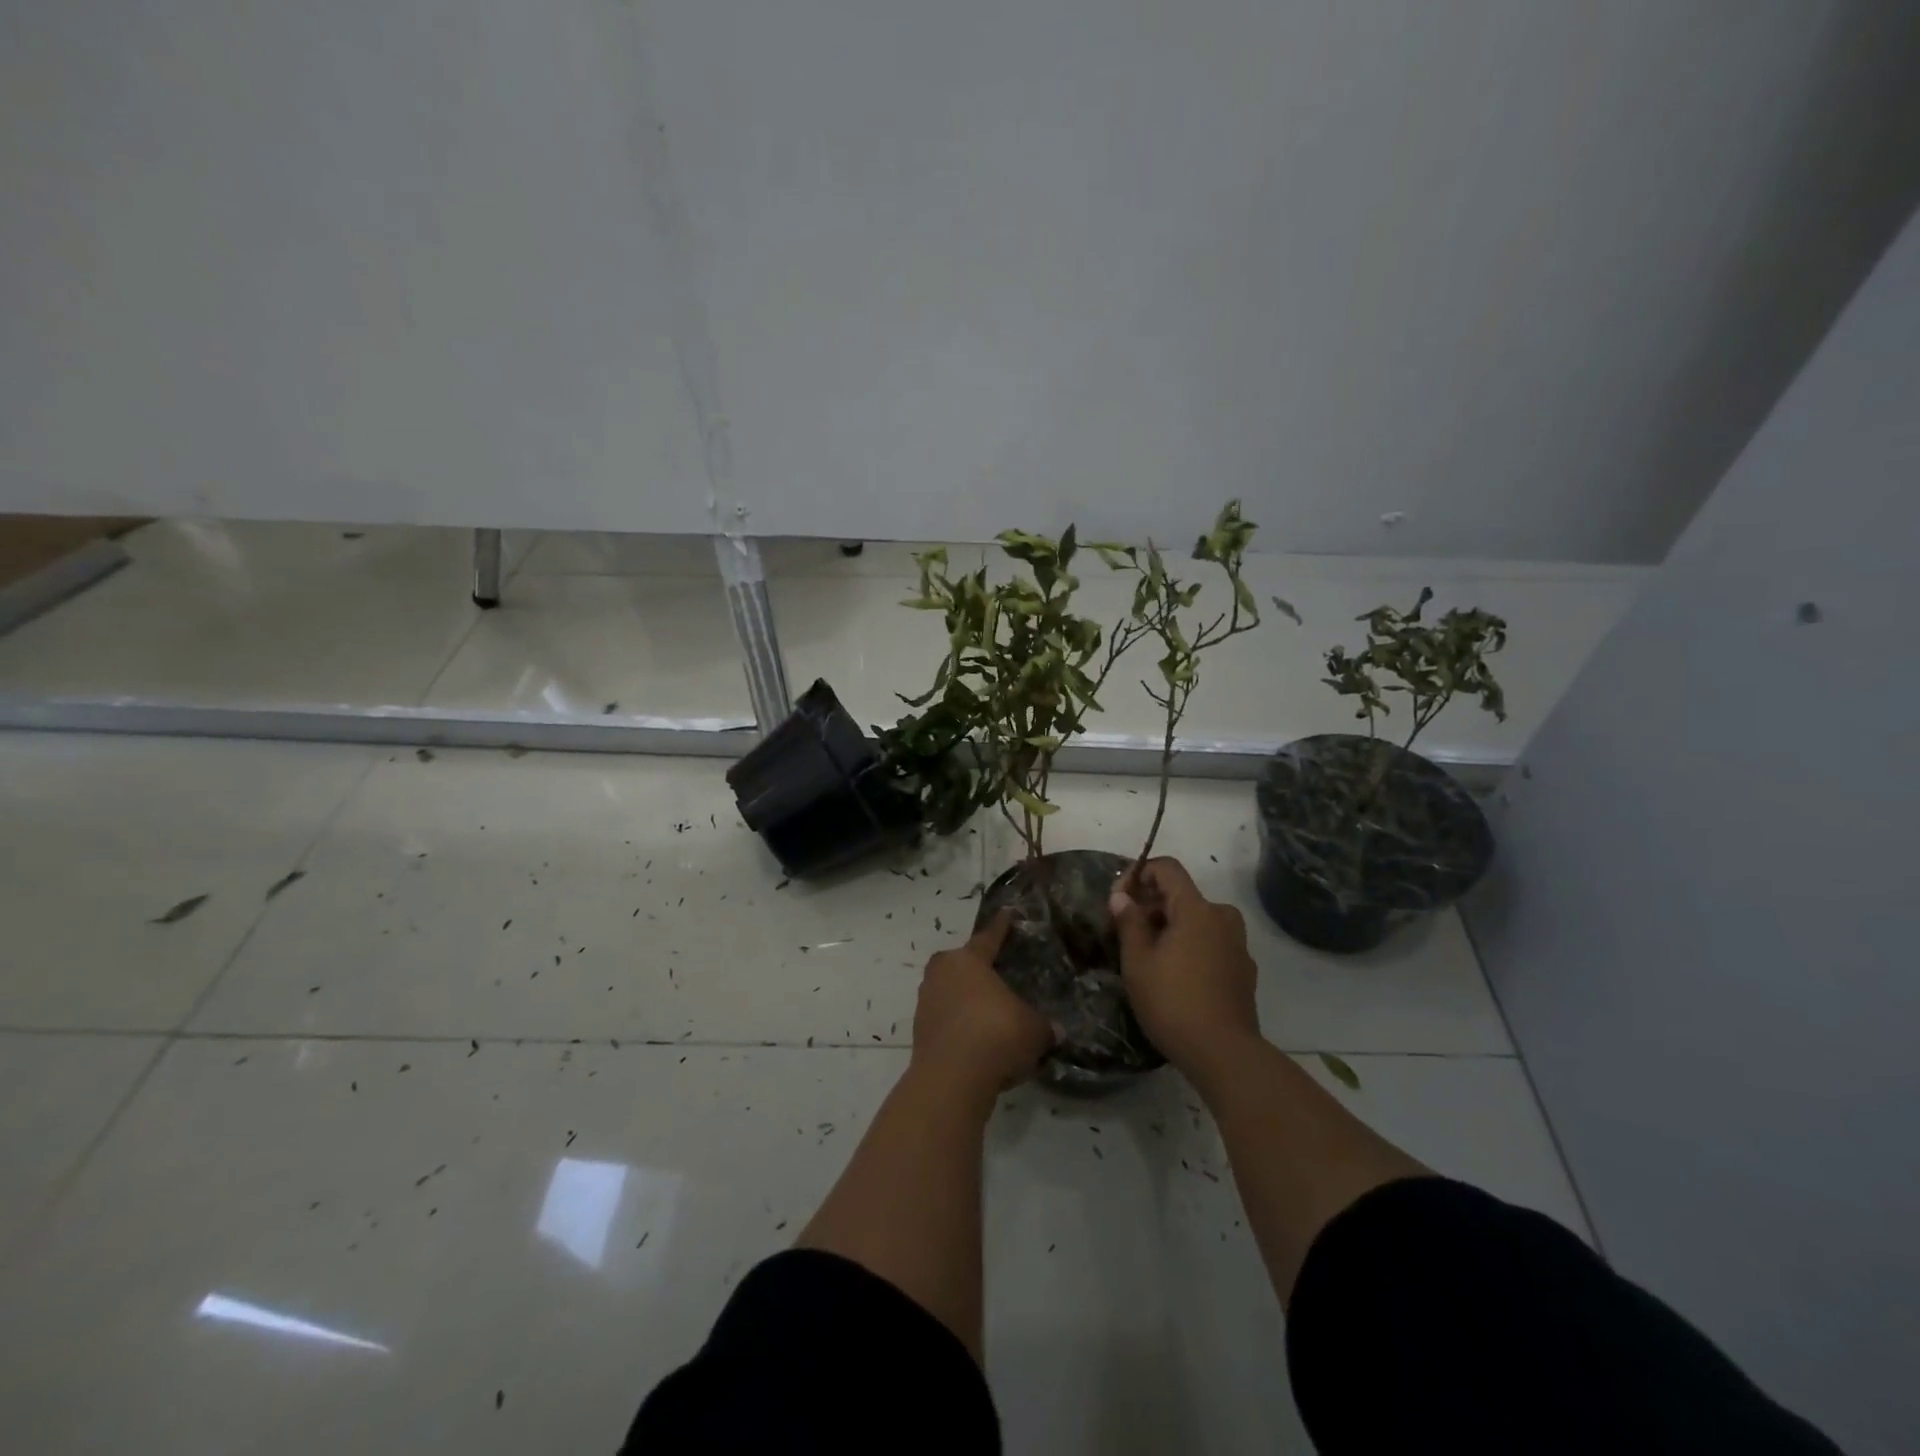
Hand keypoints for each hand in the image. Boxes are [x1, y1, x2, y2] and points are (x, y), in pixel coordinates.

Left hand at [912, 910, 1053, 1097]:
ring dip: (966, 1001)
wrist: (952, 1078)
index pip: (989, 937)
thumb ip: (1044, 1026)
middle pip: (961, 963)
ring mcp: (926, 1001)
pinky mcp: (919, 1031)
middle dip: (977, 969)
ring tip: (989, 1014)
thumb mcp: (1033, 1029)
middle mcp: (942, 973)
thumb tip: (1057, 1031)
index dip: (1001, 927)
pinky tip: (977, 1041)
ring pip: (950, 992)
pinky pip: (945, 1019)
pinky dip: (959, 1026)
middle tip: (997, 975)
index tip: (1007, 913)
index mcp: (969, 959)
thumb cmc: (996, 1034)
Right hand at [1110, 857, 1259, 1072]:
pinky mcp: (1244, 969)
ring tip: (1149, 955)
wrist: (1224, 1054)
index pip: (1168, 869)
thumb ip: (1129, 922)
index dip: (1140, 874)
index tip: (1120, 899)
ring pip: (1198, 919)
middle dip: (1152, 904)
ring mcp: (1237, 944)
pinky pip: (1211, 942)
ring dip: (1171, 926)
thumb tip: (1122, 896)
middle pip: (1183, 894)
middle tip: (1127, 931)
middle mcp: (1222, 917)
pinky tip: (1176, 975)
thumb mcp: (1138, 962)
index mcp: (1197, 909)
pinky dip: (1191, 945)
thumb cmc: (1173, 1002)